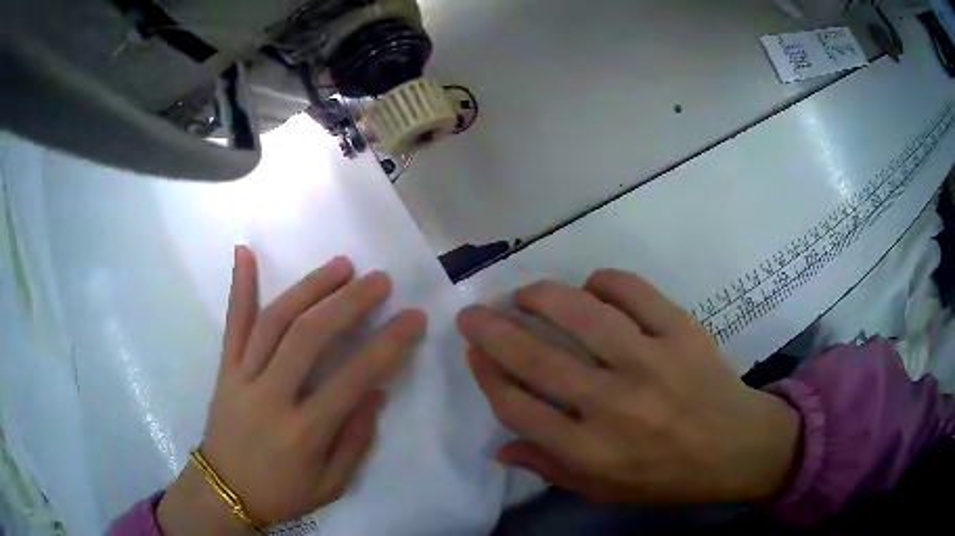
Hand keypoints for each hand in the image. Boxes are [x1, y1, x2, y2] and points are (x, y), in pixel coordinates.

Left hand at [157, 247, 425, 534]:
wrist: (224, 492)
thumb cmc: (282, 493)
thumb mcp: (331, 485)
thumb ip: (355, 440)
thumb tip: (377, 392)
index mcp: (303, 432)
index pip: (351, 378)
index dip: (387, 345)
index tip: (413, 317)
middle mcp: (271, 396)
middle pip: (308, 337)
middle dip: (348, 303)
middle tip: (378, 280)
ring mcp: (242, 377)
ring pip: (274, 322)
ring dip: (308, 288)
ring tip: (340, 265)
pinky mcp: (224, 369)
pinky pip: (232, 324)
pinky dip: (239, 287)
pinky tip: (245, 252)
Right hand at [457, 270, 799, 504]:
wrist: (738, 447)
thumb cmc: (668, 477)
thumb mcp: (605, 490)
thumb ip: (551, 469)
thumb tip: (500, 447)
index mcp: (592, 451)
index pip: (519, 409)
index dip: (488, 376)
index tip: (473, 353)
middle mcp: (615, 405)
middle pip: (539, 360)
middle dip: (494, 331)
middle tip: (472, 312)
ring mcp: (652, 362)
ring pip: (582, 316)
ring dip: (542, 297)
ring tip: (524, 293)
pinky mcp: (682, 332)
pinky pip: (635, 292)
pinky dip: (605, 281)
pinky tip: (591, 286)